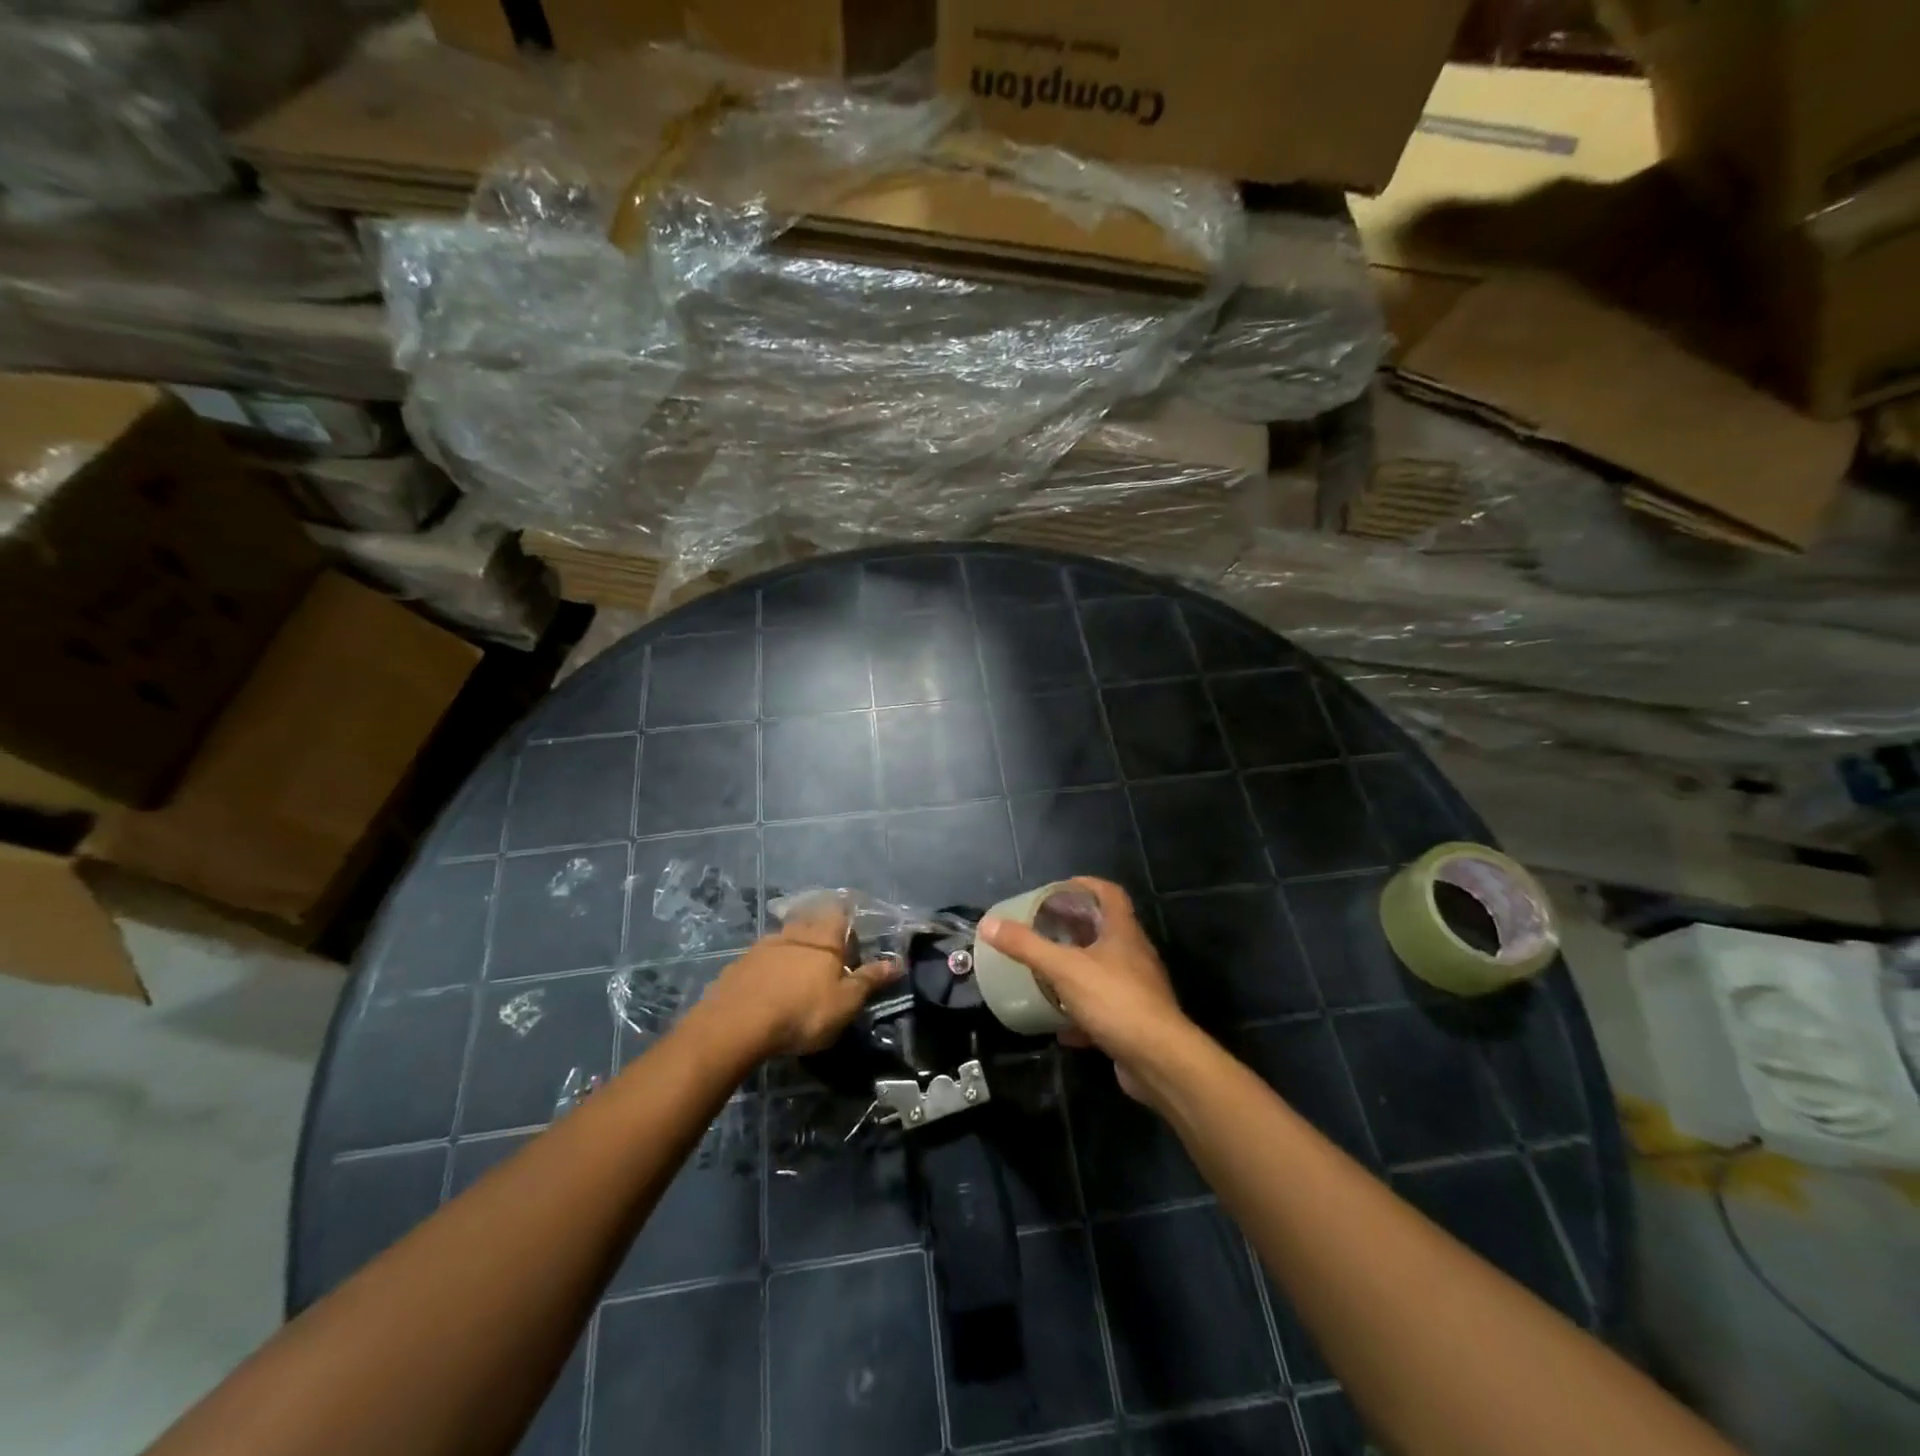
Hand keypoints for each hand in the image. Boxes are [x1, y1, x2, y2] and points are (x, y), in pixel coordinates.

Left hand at [701, 902, 902, 1058]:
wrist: (736, 1025)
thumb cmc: (802, 1011)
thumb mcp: (845, 1002)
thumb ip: (869, 980)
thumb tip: (897, 962)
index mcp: (823, 937)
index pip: (840, 913)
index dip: (848, 920)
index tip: (855, 935)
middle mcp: (793, 932)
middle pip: (811, 922)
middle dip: (821, 935)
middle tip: (830, 957)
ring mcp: (762, 946)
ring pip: (785, 940)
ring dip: (794, 952)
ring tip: (800, 975)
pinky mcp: (738, 965)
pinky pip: (762, 960)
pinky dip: (770, 969)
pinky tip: (770, 988)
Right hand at [979, 878, 1195, 1102]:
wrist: (1158, 1060)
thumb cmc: (1115, 1000)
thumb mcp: (1064, 968)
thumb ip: (1026, 946)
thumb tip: (988, 923)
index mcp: (1123, 932)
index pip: (1109, 894)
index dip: (1086, 885)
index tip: (1058, 889)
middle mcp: (1134, 955)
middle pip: (1105, 930)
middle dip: (1074, 927)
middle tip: (1043, 928)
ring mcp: (1137, 990)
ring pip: (1104, 970)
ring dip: (1077, 969)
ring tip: (1046, 971)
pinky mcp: (1134, 1021)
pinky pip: (1103, 1008)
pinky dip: (1081, 1013)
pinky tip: (1059, 1026)